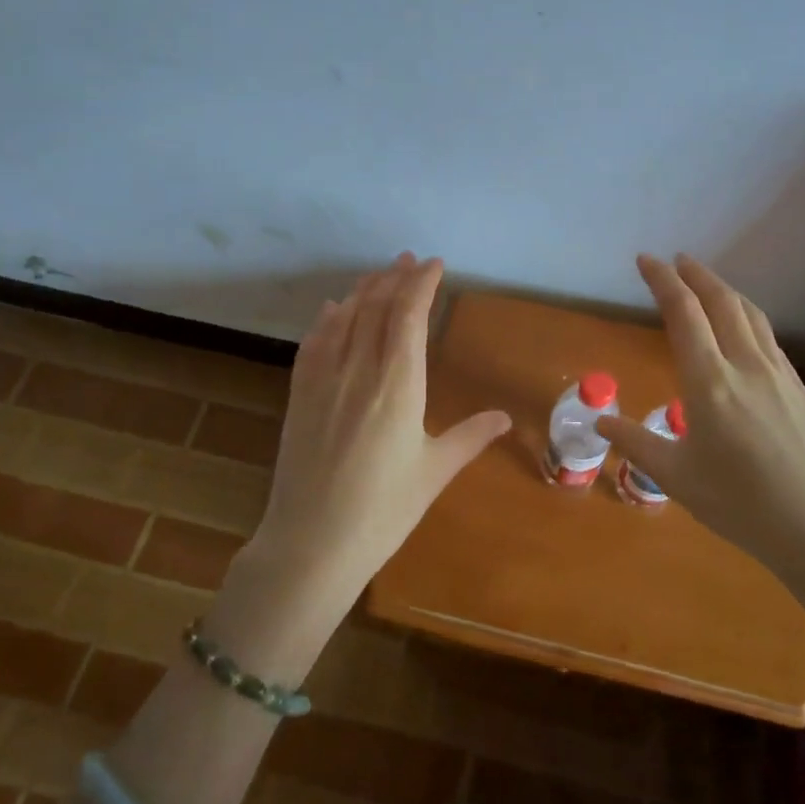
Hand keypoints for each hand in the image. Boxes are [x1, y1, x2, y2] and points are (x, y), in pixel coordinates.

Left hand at [251, 252, 511, 589]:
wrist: (312, 543)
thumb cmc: (384, 510)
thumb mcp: (435, 472)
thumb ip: (470, 437)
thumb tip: (504, 417)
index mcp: (398, 383)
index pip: (410, 314)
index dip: (422, 284)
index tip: (435, 265)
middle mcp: (360, 369)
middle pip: (377, 306)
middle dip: (395, 278)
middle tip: (409, 260)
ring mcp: (324, 379)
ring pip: (346, 318)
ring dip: (364, 290)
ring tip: (380, 274)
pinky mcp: (300, 395)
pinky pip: (314, 342)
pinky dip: (328, 318)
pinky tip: (335, 308)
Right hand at [596, 254, 804, 583]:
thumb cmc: (742, 505)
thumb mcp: (677, 478)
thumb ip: (636, 443)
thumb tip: (600, 419)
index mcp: (710, 382)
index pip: (683, 313)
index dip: (662, 280)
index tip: (646, 260)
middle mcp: (746, 365)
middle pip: (721, 301)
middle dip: (695, 274)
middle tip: (675, 260)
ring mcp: (778, 374)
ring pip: (750, 314)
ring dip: (724, 290)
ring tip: (705, 283)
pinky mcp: (799, 388)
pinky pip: (767, 337)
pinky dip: (746, 316)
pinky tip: (742, 330)